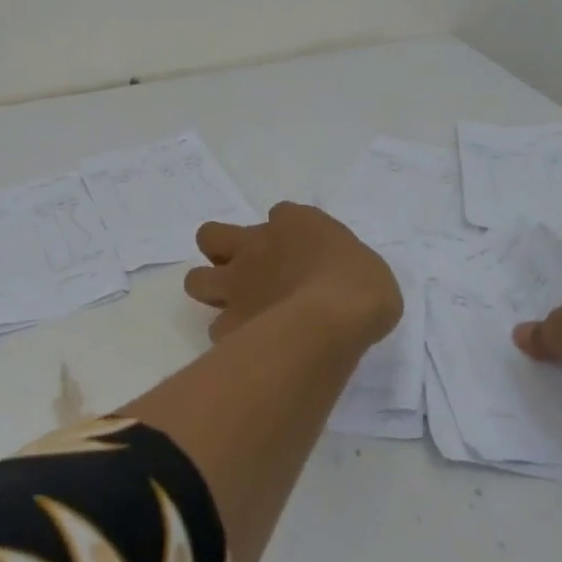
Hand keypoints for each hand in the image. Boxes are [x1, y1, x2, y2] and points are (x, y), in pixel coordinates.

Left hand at [183, 202, 402, 352]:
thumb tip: (337, 280)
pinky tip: (251, 346)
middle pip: (210, 236)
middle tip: (248, 272)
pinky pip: (217, 330)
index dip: (285, 231)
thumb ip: (340, 264)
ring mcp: (236, 285)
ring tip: (238, 309)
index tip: (302, 253)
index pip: (280, 214)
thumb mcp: (364, 263)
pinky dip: (231, 336)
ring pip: (197, 281)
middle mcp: (255, 247)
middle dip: (220, 252)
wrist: (333, 319)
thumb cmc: (360, 284)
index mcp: (293, 223)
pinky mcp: (229, 324)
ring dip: (212, 291)